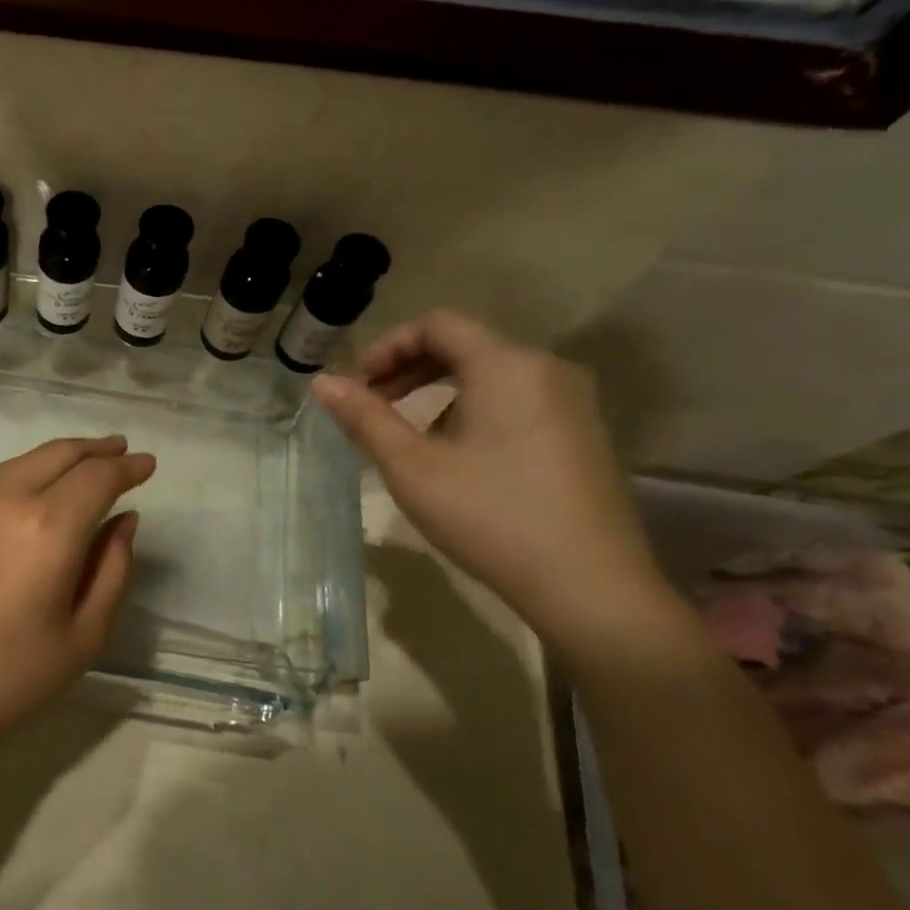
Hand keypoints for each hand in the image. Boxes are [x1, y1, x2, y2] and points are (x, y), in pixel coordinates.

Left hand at [0, 436, 154, 764]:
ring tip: (78, 464)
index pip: (96, 477)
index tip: (147, 465)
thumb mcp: (83, 636)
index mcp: (47, 528)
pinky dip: (19, 477)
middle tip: (119, 450)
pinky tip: (26, 494)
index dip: (126, 467)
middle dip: (94, 448)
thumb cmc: (8, 679)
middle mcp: (2, 501)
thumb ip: (112, 570)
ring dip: (55, 458)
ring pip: (18, 463)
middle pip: (56, 454)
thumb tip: (123, 520)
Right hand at [311, 309, 660, 635]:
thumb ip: (364, 418)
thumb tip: (321, 382)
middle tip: (373, 405)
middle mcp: (547, 369)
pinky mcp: (583, 435)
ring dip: (439, 391)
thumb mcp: (411, 467)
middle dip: (409, 368)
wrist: (589, 584)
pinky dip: (473, 409)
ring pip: (491, 375)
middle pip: (465, 345)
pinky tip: (457, 457)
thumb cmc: (489, 515)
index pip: (438, 324)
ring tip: (408, 436)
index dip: (388, 346)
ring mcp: (573, 403)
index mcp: (506, 365)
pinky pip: (517, 400)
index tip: (359, 386)